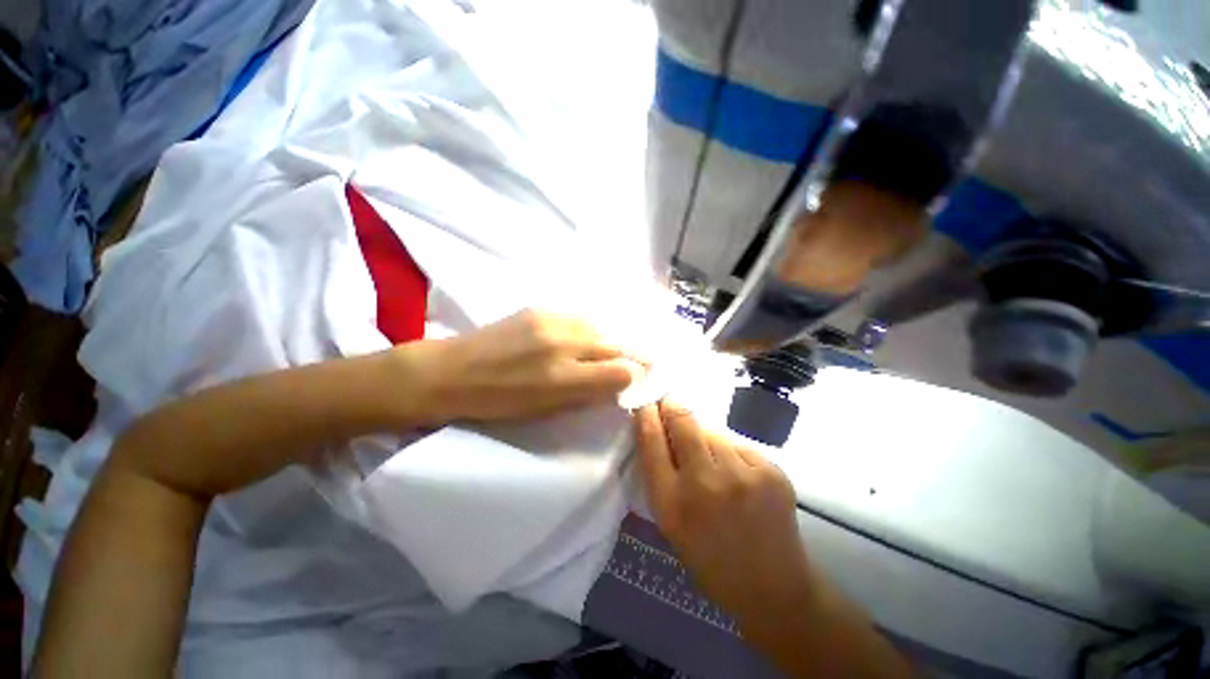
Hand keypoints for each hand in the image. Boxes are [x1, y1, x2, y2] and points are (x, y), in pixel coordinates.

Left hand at [408, 310, 644, 423]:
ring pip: (599, 328)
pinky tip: (580, 339)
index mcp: (562, 378)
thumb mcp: (546, 410)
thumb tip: (617, 382)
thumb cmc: (498, 402)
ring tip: (605, 352)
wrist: (452, 371)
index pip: (619, 371)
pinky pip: (579, 318)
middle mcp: (563, 344)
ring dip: (607, 342)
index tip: (639, 378)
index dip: (635, 375)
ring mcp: (551, 320)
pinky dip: (588, 331)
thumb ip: (586, 394)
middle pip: (614, 345)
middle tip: (632, 364)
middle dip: (628, 356)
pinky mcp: (539, 308)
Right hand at [635, 401, 816, 628]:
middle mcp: (705, 483)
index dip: (646, 414)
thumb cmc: (709, 558)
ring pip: (712, 430)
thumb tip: (658, 428)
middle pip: (682, 421)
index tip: (644, 400)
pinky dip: (731, 451)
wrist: (772, 588)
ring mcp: (742, 474)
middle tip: (669, 402)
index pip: (651, 440)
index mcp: (672, 503)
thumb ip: (660, 475)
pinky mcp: (771, 470)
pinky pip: (738, 444)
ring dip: (704, 435)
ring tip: (710, 457)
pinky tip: (737, 473)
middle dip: (672, 406)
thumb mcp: (670, 522)